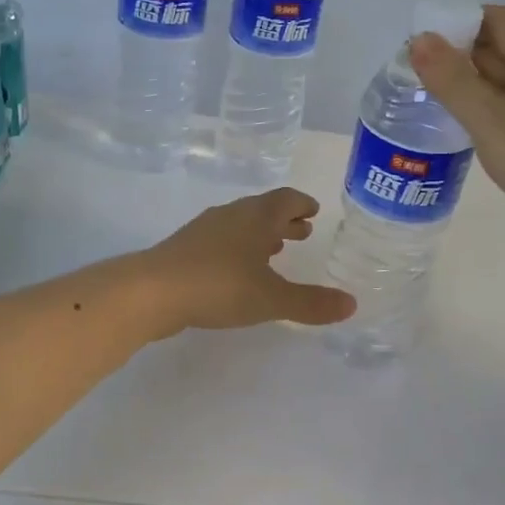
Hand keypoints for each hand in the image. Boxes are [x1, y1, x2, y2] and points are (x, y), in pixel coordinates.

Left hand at [138, 188, 355, 335]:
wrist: (152, 291)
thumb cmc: (219, 286)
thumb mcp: (272, 299)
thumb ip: (311, 303)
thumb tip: (352, 304)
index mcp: (257, 217)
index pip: (286, 199)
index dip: (302, 204)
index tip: (314, 211)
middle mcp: (232, 215)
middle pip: (263, 209)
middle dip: (284, 220)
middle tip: (302, 231)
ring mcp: (205, 230)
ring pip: (241, 225)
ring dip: (261, 234)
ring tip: (274, 250)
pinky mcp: (185, 248)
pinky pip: (222, 240)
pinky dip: (239, 248)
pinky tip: (238, 270)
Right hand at [409, 5, 504, 265]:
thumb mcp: (492, 122)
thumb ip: (454, 81)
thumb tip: (420, 38)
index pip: (495, 17)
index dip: (457, 22)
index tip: (420, 46)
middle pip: (499, 45)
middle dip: (457, 54)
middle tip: (413, 77)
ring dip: (469, 84)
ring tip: (428, 102)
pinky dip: (486, 109)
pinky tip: (464, 130)